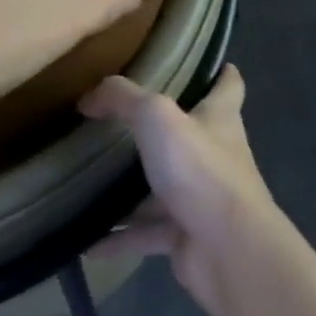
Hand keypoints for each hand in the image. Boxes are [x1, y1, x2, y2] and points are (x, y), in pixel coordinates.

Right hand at [80, 65, 283, 315]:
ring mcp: (201, 198)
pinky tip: (86, 241)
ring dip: (132, 188)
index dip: (220, 73)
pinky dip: (119, 236)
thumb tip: (90, 97)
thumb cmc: (200, 171)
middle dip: (162, 128)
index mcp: (219, 119)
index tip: (207, 63)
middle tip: (120, 118)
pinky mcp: (186, 236)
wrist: (228, 252)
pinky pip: (145, 233)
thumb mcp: (157, 118)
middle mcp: (215, 155)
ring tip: (91, 178)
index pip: (229, 87)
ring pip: (162, 187)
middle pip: (191, 135)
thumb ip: (122, 99)